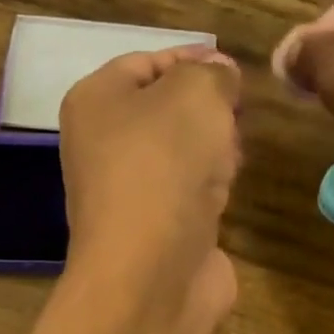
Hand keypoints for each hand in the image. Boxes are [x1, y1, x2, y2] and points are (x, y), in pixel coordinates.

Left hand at [59, 45, 243, 327]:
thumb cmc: (165, 168)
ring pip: (179, 155)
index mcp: (95, 103)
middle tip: (237, 114)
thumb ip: (212, 75)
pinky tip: (226, 192)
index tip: (235, 69)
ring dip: (212, 151)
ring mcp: (129, 193)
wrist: (151, 274)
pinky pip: (188, 196)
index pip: (146, 62)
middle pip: (164, 111)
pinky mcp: (155, 231)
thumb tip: (220, 75)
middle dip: (207, 109)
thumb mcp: (195, 95)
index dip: (193, 59)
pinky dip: (210, 190)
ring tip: (233, 155)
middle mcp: (103, 147)